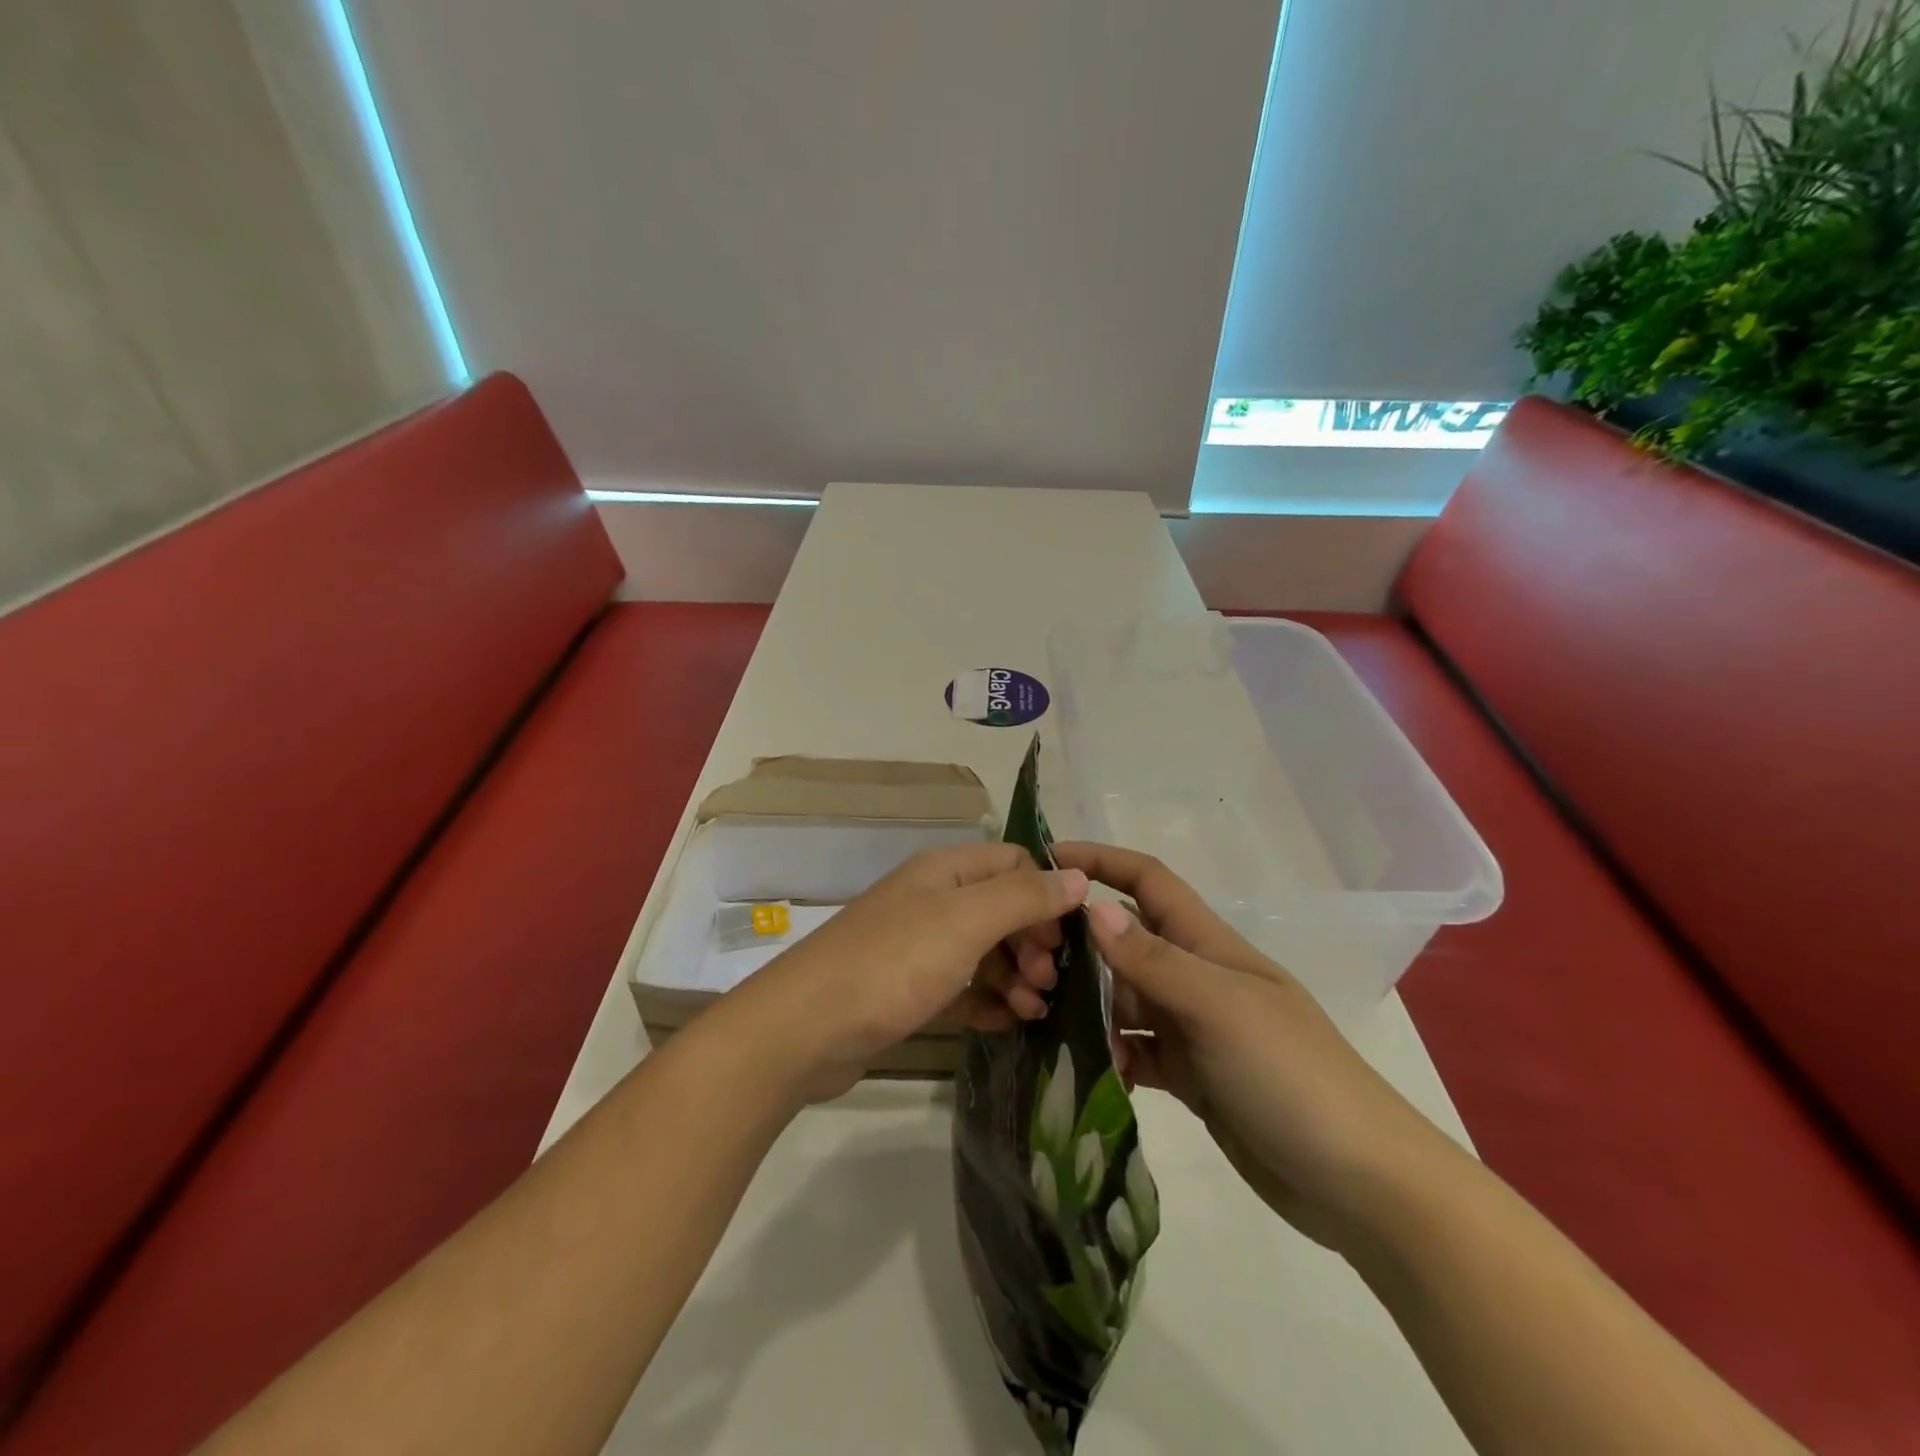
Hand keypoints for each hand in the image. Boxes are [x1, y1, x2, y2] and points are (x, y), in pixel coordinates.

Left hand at [719, 843, 1088, 1101]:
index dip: (1045, 894)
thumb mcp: (965, 921)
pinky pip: (960, 988)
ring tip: (1034, 1009)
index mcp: (944, 871)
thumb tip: (1077, 876)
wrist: (802, 1030)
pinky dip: (986, 1001)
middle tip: (1049, 981)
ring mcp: (916, 946)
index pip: (1013, 863)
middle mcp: (931, 900)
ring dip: (1015, 975)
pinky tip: (1006, 1023)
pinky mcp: (906, 990)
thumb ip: (1024, 897)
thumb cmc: (892, 964)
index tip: (1066, 939)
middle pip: (1001, 908)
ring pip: (983, 950)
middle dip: (1033, 940)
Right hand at [1052, 843, 1449, 1251]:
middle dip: (1079, 942)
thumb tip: (1091, 907)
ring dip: (1087, 1004)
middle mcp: (1196, 977)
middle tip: (1025, 962)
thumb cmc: (1292, 1075)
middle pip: (1126, 940)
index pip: (1148, 882)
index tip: (1046, 858)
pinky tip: (1085, 1070)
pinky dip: (1110, 1054)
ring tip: (1040, 1019)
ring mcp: (1194, 1028)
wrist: (1363, 1186)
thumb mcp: (1219, 1007)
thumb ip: (1153, 960)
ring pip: (1124, 998)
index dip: (1101, 861)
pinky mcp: (1191, 1076)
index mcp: (1208, 944)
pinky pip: (1136, 1050)